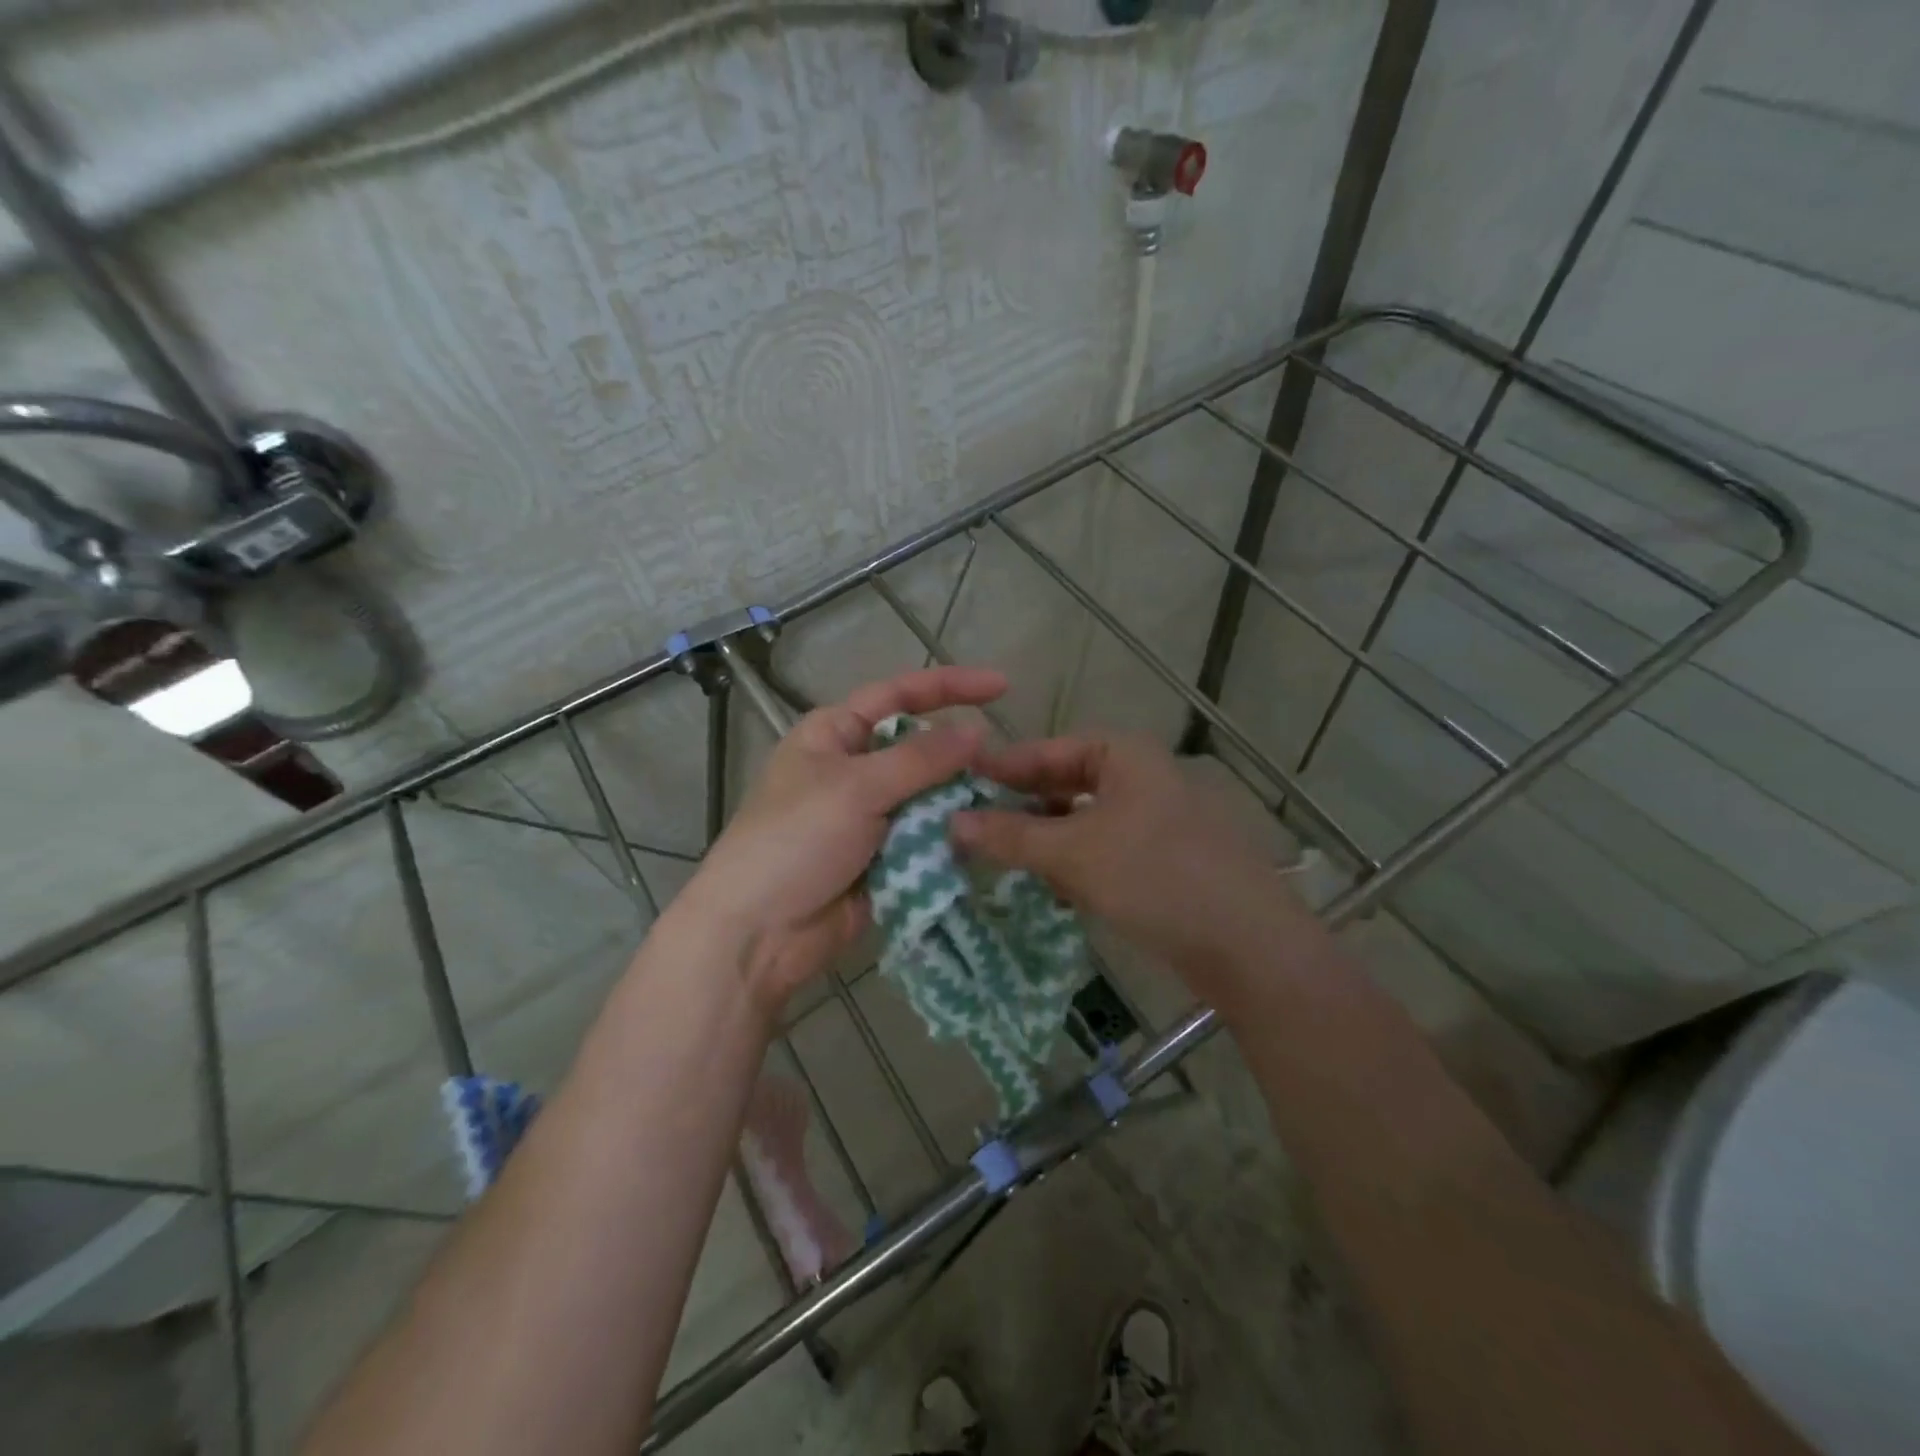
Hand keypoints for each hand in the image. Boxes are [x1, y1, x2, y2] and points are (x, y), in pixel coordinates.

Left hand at [681, 665, 1004, 1019]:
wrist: (759, 934)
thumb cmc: (796, 841)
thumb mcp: (856, 788)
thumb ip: (920, 759)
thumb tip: (977, 731)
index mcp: (834, 734)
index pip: (898, 694)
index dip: (950, 686)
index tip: (1002, 687)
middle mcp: (853, 768)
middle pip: (919, 748)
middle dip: (959, 754)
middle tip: (1008, 766)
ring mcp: (868, 815)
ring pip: (928, 795)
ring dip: (959, 799)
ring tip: (1004, 803)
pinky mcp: (882, 857)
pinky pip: (926, 836)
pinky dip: (950, 836)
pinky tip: (985, 837)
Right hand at [952, 734, 1304, 995]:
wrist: (1250, 946)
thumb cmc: (1155, 877)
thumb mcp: (1073, 853)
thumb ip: (1010, 835)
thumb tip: (951, 822)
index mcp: (1124, 755)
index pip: (1047, 750)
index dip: (1002, 768)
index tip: (957, 784)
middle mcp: (1143, 777)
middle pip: (1066, 785)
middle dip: (1023, 808)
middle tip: (973, 826)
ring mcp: (1158, 819)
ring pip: (1085, 821)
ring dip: (1048, 840)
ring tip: (1006, 860)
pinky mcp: (1166, 860)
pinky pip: (1107, 851)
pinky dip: (1078, 865)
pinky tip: (1056, 890)